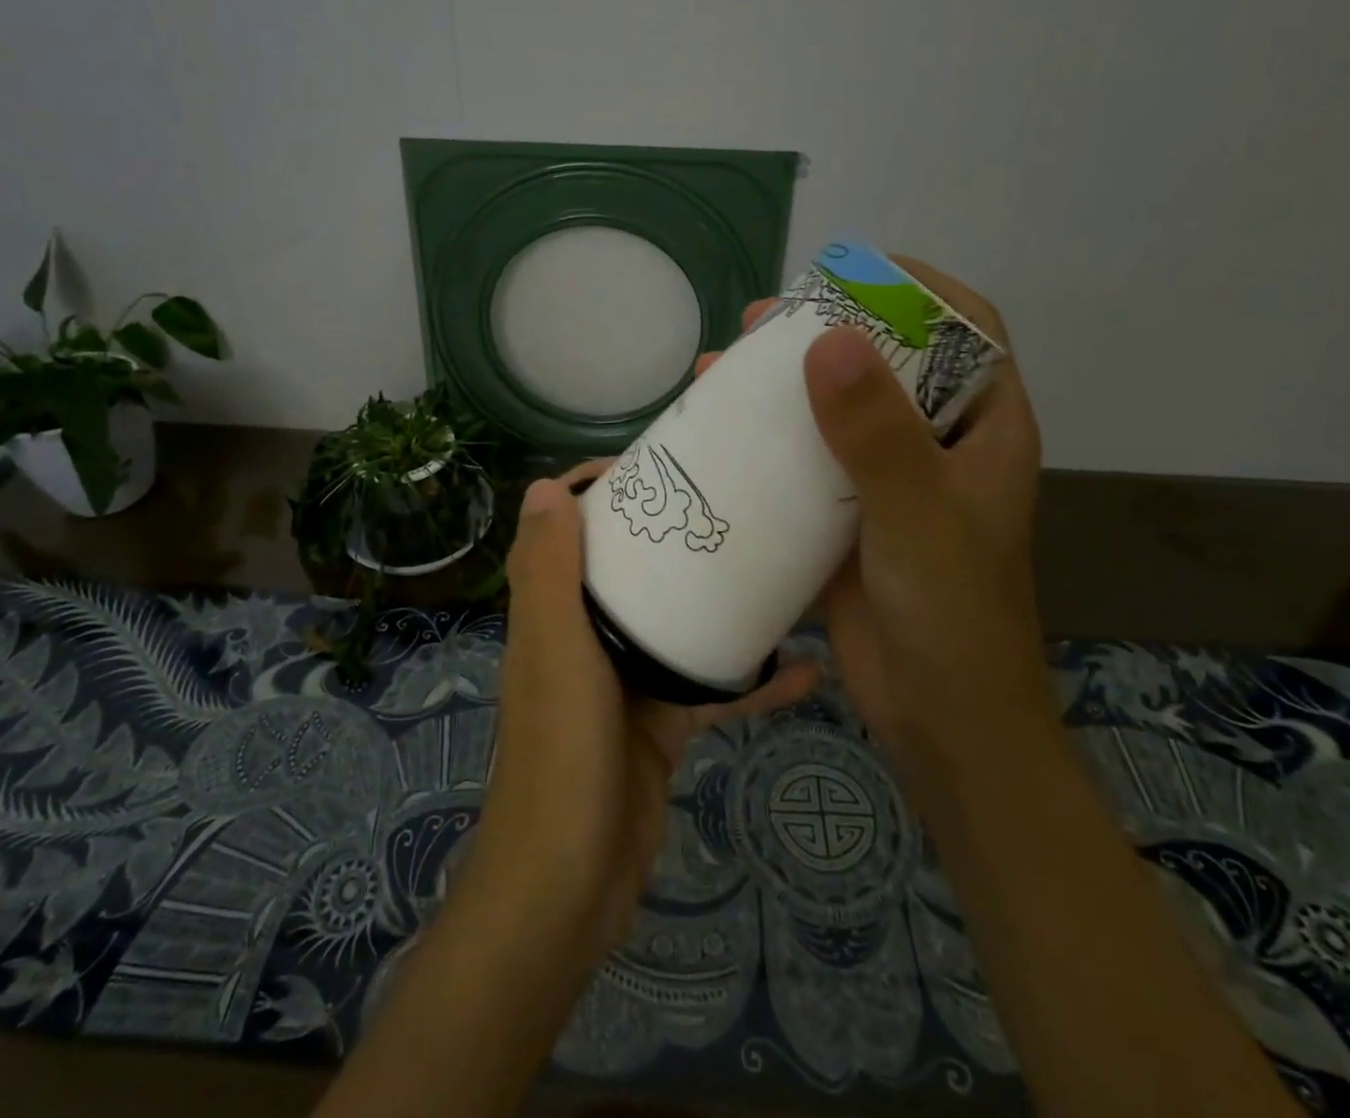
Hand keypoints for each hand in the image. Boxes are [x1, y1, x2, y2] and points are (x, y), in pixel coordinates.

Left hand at [466, 467, 819, 966]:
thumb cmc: (560, 753)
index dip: (595, 490)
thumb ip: (547, 572)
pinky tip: (805, 669)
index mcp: (552, 610)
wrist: (571, 884)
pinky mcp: (661, 722)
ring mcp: (624, 680)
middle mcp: (584, 635)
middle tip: (728, 503)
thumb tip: (544, 486)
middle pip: (626, 566)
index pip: (564, 529)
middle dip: (667, 534)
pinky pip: (709, 687)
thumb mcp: (556, 650)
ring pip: (673, 621)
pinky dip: (750, 681)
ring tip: (773, 565)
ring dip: (714, 598)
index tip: (653, 465)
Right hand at [700, 260, 1045, 765]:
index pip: (967, 328)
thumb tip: (828, 340)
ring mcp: (888, 480)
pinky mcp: (845, 515)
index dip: (915, 289)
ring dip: (786, 384)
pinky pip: (805, 460)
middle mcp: (937, 443)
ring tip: (725, 366)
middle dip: (829, 331)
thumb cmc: (952, 613)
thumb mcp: (918, 514)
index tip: (849, 274)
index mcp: (983, 427)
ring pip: (838, 409)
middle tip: (763, 322)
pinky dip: (767, 441)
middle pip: (887, 362)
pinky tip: (718, 433)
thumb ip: (877, 433)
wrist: (939, 718)